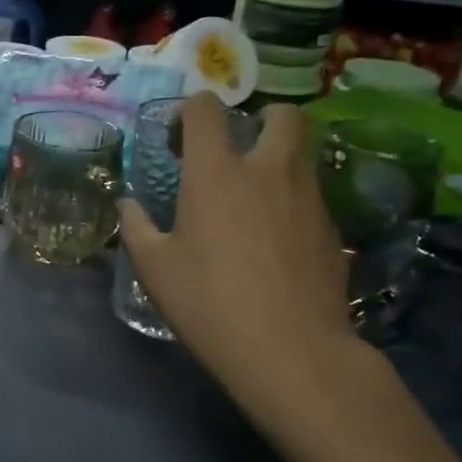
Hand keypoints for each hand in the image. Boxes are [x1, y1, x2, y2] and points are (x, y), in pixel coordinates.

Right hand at [121, 95, 363, 411]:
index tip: (177, 140)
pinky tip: (277, 241)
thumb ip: (137, 227)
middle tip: (240, 149)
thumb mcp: (155, 269)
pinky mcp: (333, 230)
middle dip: (261, 119)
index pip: (206, 109)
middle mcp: (268, 170)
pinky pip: (312, 197)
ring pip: (302, 155)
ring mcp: (308, 198)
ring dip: (279, 159)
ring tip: (256, 197)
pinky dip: (293, 202)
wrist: (292, 352)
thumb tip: (128, 205)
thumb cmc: (210, 303)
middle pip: (282, 115)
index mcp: (216, 172)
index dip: (189, 111)